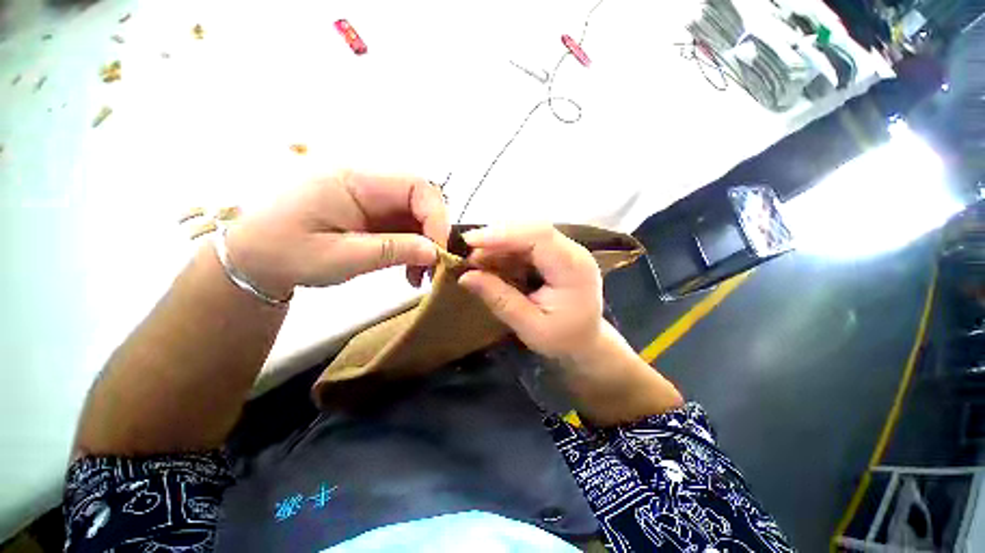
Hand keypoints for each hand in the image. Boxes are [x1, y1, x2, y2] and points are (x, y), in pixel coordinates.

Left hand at [226, 170, 448, 298]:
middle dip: (434, 233)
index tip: (438, 252)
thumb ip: (391, 251)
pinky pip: (404, 225)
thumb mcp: (340, 258)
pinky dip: (413, 248)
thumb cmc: (285, 254)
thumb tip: (435, 252)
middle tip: (432, 267)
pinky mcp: (371, 213)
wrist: (251, 258)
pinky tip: (409, 269)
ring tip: (419, 276)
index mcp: (355, 181)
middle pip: (421, 199)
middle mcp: (368, 183)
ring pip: (416, 215)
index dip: (436, 217)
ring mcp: (371, 198)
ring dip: (425, 244)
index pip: (416, 186)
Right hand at [458, 224, 603, 360]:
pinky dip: (506, 252)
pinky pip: (528, 244)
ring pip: (527, 234)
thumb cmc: (563, 339)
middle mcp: (573, 252)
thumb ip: (500, 300)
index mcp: (574, 269)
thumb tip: (465, 277)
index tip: (471, 241)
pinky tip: (492, 263)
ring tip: (476, 261)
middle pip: (532, 230)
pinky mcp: (556, 254)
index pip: (539, 236)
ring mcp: (566, 250)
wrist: (586, 342)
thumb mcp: (530, 327)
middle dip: (497, 238)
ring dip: (499, 245)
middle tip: (469, 254)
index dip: (504, 234)